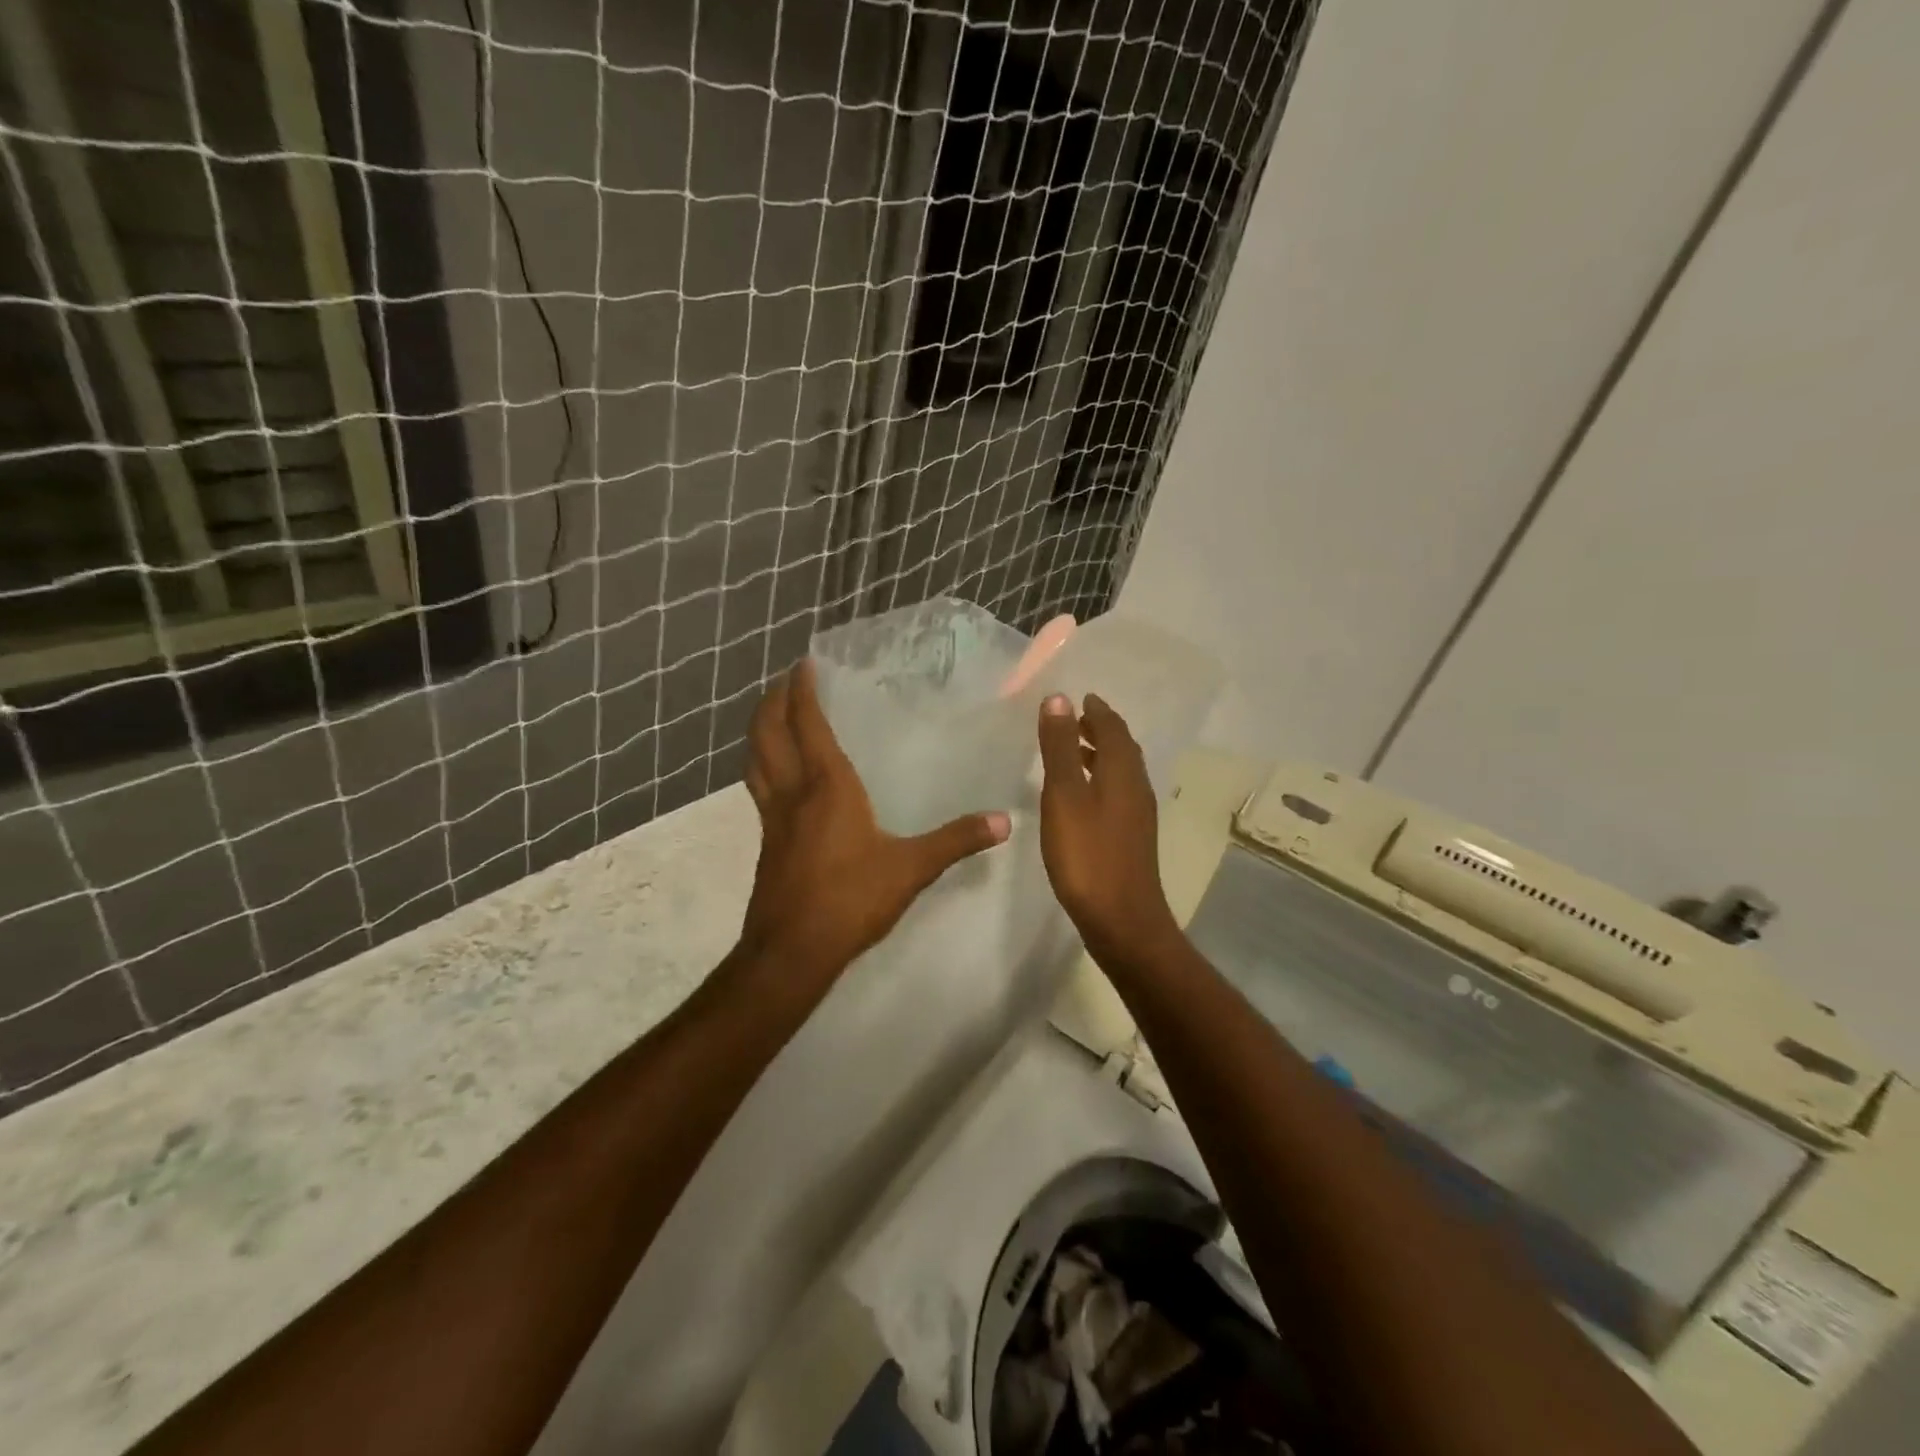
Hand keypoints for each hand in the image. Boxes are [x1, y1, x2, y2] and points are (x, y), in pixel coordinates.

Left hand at [739, 659, 1010, 980]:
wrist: (791, 951)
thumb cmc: (851, 899)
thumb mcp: (911, 868)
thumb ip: (956, 841)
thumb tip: (1004, 821)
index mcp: (826, 786)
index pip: (807, 724)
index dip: (803, 691)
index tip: (804, 664)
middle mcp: (793, 792)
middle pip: (768, 733)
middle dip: (773, 701)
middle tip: (785, 681)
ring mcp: (773, 817)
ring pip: (756, 759)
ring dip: (760, 730)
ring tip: (771, 715)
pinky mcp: (766, 841)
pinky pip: (759, 787)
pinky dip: (763, 764)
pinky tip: (779, 776)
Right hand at [1035, 693, 1179, 961]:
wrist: (1121, 920)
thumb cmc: (1087, 855)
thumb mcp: (1065, 796)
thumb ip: (1060, 748)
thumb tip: (1059, 699)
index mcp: (1123, 773)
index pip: (1113, 728)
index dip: (1096, 710)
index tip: (1080, 697)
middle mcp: (1136, 788)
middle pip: (1121, 748)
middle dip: (1100, 729)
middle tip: (1075, 718)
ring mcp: (1136, 816)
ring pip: (1120, 772)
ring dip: (1099, 755)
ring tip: (1071, 750)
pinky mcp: (1130, 839)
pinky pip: (1116, 793)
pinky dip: (1098, 779)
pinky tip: (1078, 796)